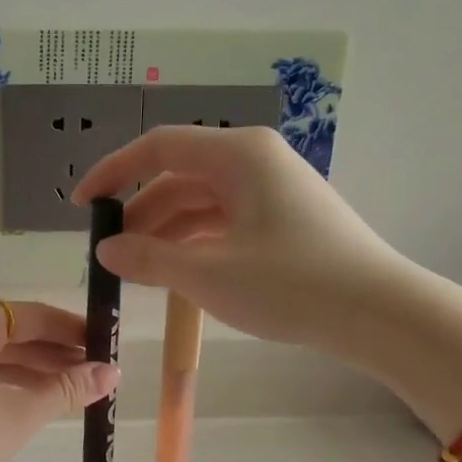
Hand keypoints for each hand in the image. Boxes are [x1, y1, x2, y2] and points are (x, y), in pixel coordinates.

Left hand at [0, 301, 118, 461]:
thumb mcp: (19, 413)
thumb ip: (67, 390)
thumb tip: (112, 372)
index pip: (34, 315)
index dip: (74, 330)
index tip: (108, 345)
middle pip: (15, 334)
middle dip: (57, 354)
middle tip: (100, 372)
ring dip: (36, 372)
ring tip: (77, 389)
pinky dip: (9, 385)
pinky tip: (36, 401)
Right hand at [71, 126, 416, 363]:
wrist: (379, 313)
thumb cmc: (290, 284)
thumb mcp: (208, 274)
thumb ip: (148, 258)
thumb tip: (105, 250)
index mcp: (237, 154)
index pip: (157, 148)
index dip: (112, 173)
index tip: (82, 205)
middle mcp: (253, 160)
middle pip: (178, 177)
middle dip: (139, 214)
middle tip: (109, 254)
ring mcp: (271, 189)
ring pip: (200, 202)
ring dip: (164, 232)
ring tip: (136, 270)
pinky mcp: (283, 218)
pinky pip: (223, 221)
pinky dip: (194, 242)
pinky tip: (176, 272)